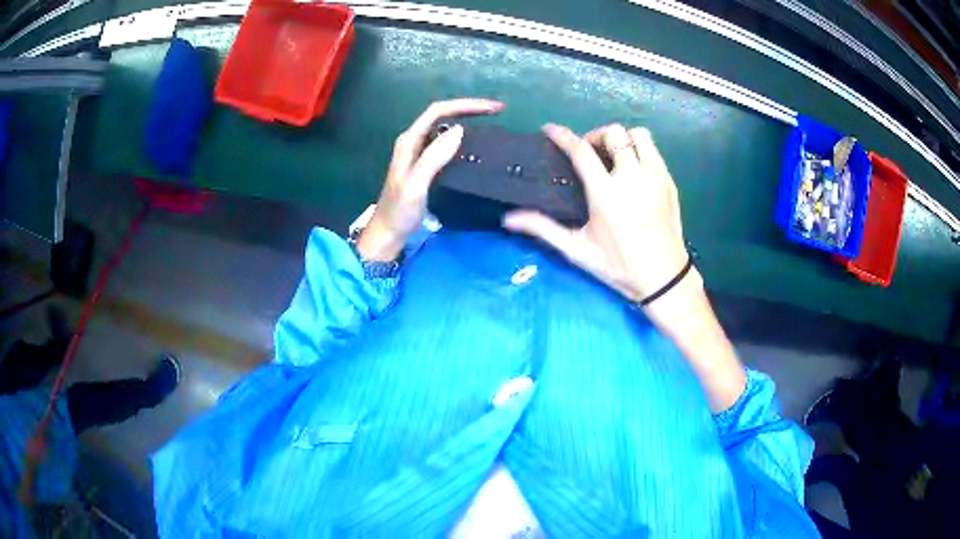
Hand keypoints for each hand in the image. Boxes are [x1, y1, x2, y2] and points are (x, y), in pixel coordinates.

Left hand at [357, 98, 504, 260]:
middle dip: (469, 108)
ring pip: (446, 127)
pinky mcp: (426, 164)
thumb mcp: (416, 184)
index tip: (492, 108)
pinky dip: (463, 138)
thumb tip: (460, 130)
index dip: (465, 105)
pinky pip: (447, 143)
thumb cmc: (400, 210)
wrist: (389, 233)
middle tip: (497, 111)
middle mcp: (414, 141)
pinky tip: (476, 144)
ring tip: (491, 121)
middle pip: (443, 114)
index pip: (438, 110)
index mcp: (410, 140)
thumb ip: (434, 157)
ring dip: (468, 120)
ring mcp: (420, 152)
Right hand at [506, 124, 745, 411]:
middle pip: (613, 134)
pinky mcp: (669, 181)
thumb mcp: (578, 250)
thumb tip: (508, 219)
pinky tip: (633, 170)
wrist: (664, 277)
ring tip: (614, 157)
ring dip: (622, 139)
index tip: (550, 130)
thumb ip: (543, 229)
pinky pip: (654, 150)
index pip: (581, 151)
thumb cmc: (619, 266)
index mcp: (606, 194)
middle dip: (596, 136)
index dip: (563, 135)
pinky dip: (640, 151)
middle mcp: (633, 178)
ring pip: (638, 135)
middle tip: (589, 153)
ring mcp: (655, 177)